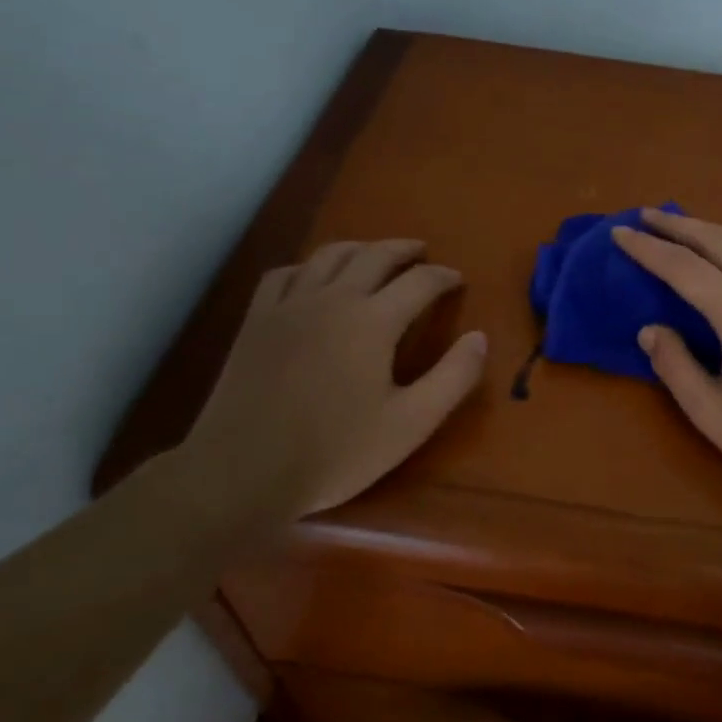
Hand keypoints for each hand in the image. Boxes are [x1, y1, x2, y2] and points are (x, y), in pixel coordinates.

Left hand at [181, 240, 487, 522]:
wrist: (242, 472)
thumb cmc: (335, 452)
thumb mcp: (411, 423)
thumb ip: (453, 377)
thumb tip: (480, 337)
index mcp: (373, 321)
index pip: (420, 281)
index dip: (443, 277)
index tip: (457, 280)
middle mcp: (333, 299)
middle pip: (375, 255)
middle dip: (404, 250)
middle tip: (422, 254)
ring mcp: (290, 305)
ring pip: (329, 255)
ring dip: (360, 248)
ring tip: (375, 255)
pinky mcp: (257, 320)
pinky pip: (285, 274)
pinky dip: (308, 267)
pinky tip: (313, 278)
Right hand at [612, 209, 721, 506]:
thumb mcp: (711, 414)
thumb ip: (675, 366)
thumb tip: (649, 329)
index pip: (684, 268)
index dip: (648, 249)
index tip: (620, 233)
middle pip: (720, 240)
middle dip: (679, 225)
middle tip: (647, 215)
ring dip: (715, 229)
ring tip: (688, 228)